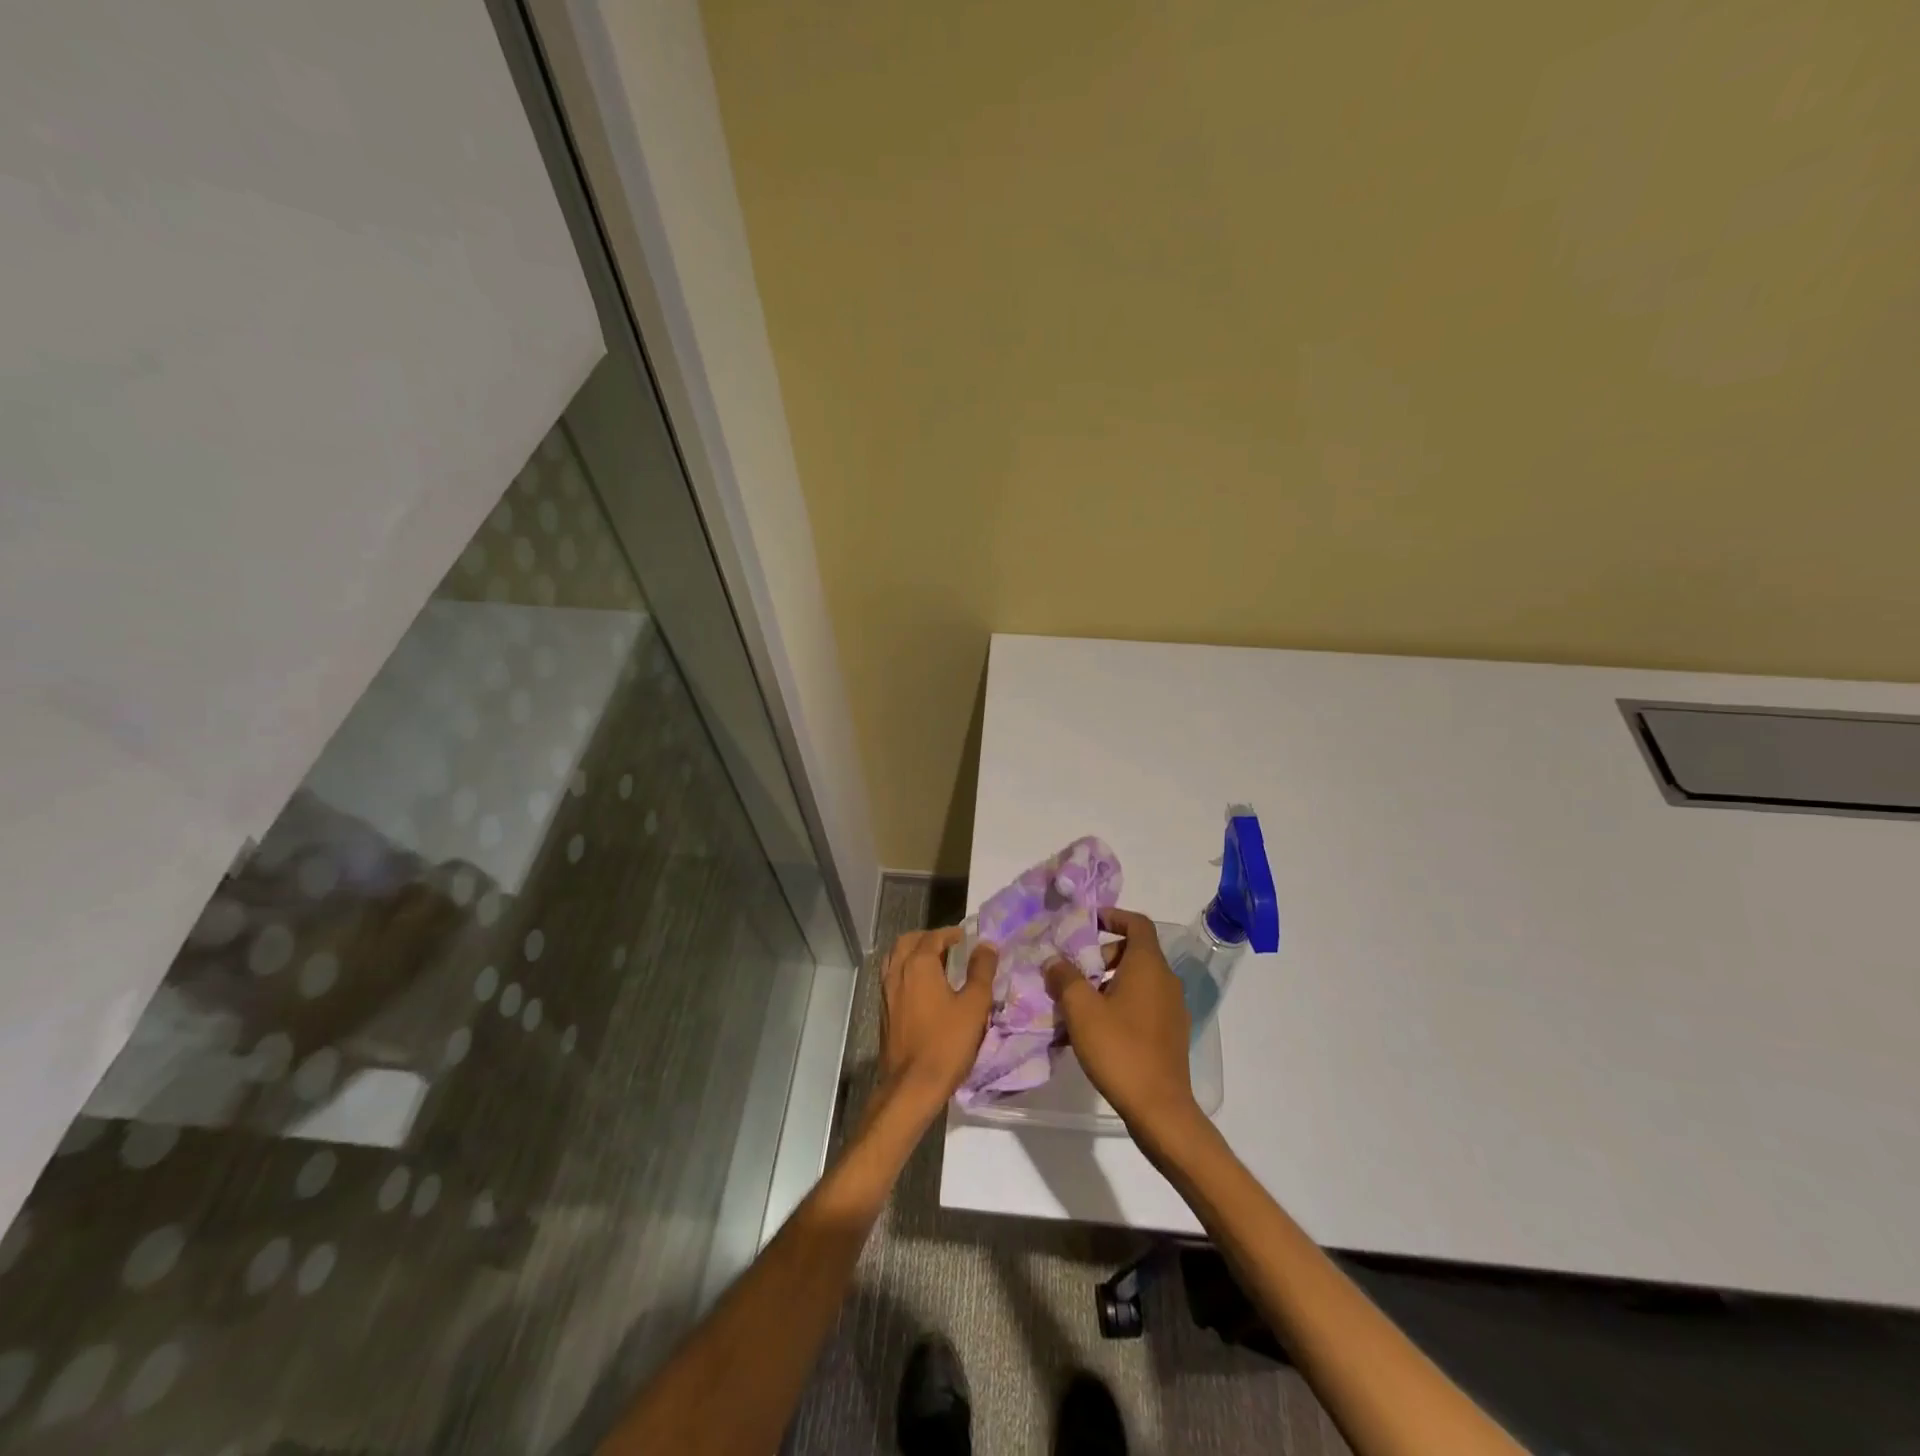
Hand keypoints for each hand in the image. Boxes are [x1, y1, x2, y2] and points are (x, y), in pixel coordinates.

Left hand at [877, 927, 996, 1125]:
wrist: (911, 1085)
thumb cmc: (946, 1043)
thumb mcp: (974, 1005)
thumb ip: (981, 971)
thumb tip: (986, 945)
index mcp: (918, 965)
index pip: (932, 937)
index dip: (949, 934)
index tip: (964, 938)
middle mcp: (897, 972)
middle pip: (907, 942)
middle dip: (927, 938)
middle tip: (947, 946)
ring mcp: (886, 993)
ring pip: (895, 959)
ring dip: (912, 953)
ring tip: (934, 964)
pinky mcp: (883, 1012)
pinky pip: (891, 978)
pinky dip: (905, 971)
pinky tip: (921, 989)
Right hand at [1045, 907, 1201, 1147]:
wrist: (1160, 1109)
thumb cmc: (1120, 1049)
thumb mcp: (1081, 1010)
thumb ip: (1065, 978)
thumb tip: (1054, 961)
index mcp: (1149, 966)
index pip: (1137, 923)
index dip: (1113, 916)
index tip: (1088, 922)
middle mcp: (1166, 981)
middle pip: (1135, 952)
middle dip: (1102, 955)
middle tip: (1074, 972)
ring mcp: (1173, 1008)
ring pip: (1138, 980)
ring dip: (1108, 982)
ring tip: (1079, 1004)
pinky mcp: (1171, 1033)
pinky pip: (1143, 1004)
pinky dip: (1121, 1004)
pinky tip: (1096, 1030)